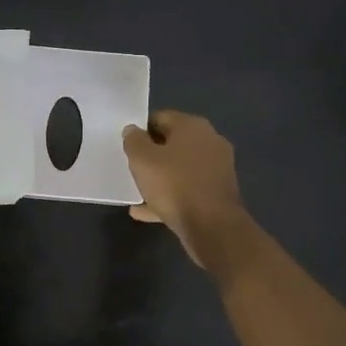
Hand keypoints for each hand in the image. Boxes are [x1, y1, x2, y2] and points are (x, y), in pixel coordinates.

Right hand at [122, 110, 255, 270]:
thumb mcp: (142, 159)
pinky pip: (187, 189)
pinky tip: (146, 211)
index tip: (126, 145)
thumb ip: (133, 141)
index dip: (140, 129)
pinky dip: (169, 196)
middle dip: (151, 154)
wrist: (213, 227)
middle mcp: (209, 141)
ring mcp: (217, 168)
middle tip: (131, 166)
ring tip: (137, 190)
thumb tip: (133, 130)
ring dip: (159, 177)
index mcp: (192, 126)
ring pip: (180, 168)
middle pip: (172, 142)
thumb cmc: (175, 184)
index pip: (160, 117)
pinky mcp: (218, 192)